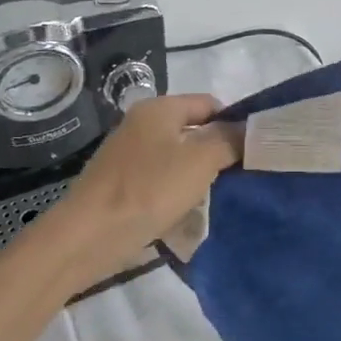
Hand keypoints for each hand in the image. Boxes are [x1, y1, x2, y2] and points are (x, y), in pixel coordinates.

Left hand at [14, 95, 239, 279]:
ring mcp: (128, 155)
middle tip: (240, 175)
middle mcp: (142, 125)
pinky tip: (187, 212)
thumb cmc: (149, 190)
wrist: (87, 237)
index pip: (209, 103)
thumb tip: (249, 129)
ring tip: (218, 197)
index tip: (253, 150)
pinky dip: (177, 192)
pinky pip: (160, 180)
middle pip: (193, 130)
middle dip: (218, 151)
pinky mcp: (121, 184)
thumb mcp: (200, 160)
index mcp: (159, 109)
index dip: (234, 123)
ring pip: (178, 158)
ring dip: (199, 175)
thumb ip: (229, 140)